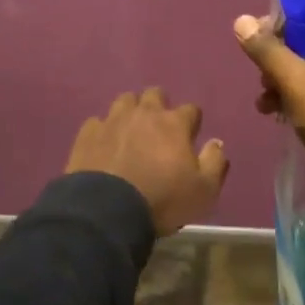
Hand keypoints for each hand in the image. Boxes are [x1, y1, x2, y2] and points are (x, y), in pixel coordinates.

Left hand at [65, 88, 228, 236]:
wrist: (107, 210)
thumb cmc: (162, 200)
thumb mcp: (203, 190)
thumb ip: (214, 162)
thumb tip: (216, 142)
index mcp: (174, 124)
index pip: (190, 110)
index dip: (191, 121)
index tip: (190, 135)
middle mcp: (144, 113)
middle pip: (155, 95)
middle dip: (159, 106)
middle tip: (158, 128)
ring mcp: (113, 120)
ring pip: (124, 101)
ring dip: (130, 111)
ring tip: (130, 131)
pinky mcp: (88, 133)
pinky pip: (97, 122)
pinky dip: (103, 130)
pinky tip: (104, 144)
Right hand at [234, 14, 304, 221]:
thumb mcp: (296, 82)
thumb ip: (267, 51)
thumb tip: (241, 21)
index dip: (285, 21)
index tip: (258, 36)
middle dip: (279, 58)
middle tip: (261, 76)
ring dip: (283, 83)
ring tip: (263, 103)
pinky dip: (296, 102)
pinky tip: (276, 116)